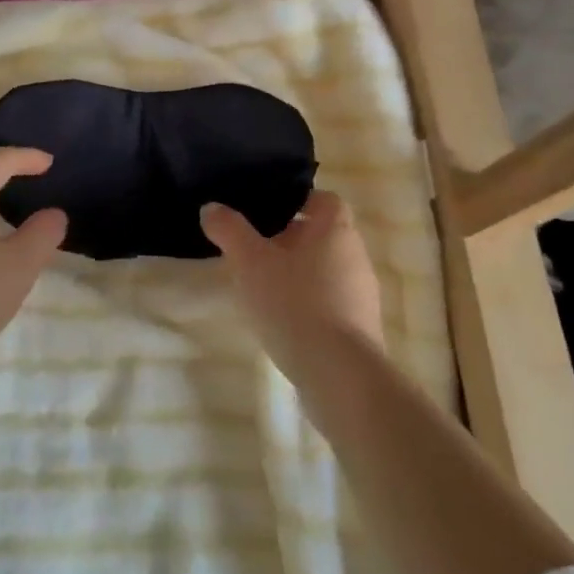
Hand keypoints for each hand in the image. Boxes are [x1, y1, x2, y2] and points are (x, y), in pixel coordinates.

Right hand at [201, 191, 382, 381]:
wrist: (338, 373)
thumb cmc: (294, 302)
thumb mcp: (250, 261)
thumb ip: (230, 230)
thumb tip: (211, 207)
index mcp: (335, 229)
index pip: (323, 199)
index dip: (296, 202)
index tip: (266, 214)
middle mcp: (355, 255)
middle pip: (322, 235)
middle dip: (290, 241)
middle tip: (254, 251)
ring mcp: (362, 293)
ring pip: (326, 270)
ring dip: (298, 274)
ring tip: (263, 288)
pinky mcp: (360, 327)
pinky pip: (331, 302)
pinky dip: (308, 304)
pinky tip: (283, 321)